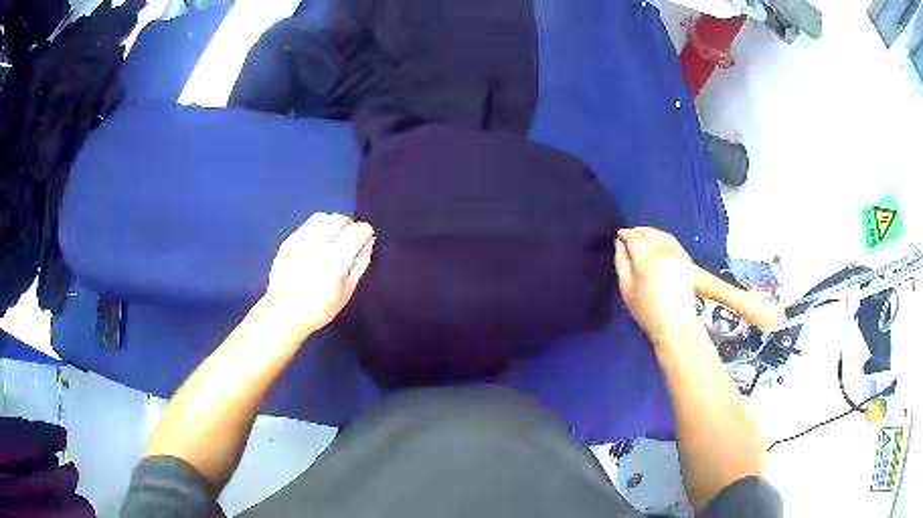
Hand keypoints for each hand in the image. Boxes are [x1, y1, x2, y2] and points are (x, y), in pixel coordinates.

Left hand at [265, 213, 374, 334]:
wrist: (283, 314)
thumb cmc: (319, 308)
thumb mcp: (347, 291)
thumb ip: (360, 263)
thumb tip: (368, 242)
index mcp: (335, 260)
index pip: (358, 230)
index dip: (366, 232)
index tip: (365, 241)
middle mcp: (317, 245)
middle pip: (340, 219)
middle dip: (349, 226)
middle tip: (349, 240)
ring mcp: (299, 241)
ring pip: (322, 217)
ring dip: (332, 224)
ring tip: (331, 239)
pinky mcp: (287, 242)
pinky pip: (306, 226)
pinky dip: (316, 230)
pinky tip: (315, 246)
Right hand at [614, 227, 696, 337]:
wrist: (674, 324)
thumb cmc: (646, 311)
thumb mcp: (626, 289)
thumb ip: (621, 262)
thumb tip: (619, 244)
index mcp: (646, 262)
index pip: (634, 238)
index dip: (625, 234)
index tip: (619, 235)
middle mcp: (663, 254)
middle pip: (648, 233)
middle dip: (637, 231)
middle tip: (628, 236)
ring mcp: (677, 255)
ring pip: (661, 234)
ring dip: (649, 233)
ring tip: (641, 238)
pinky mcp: (686, 258)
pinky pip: (672, 241)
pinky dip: (662, 238)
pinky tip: (656, 244)